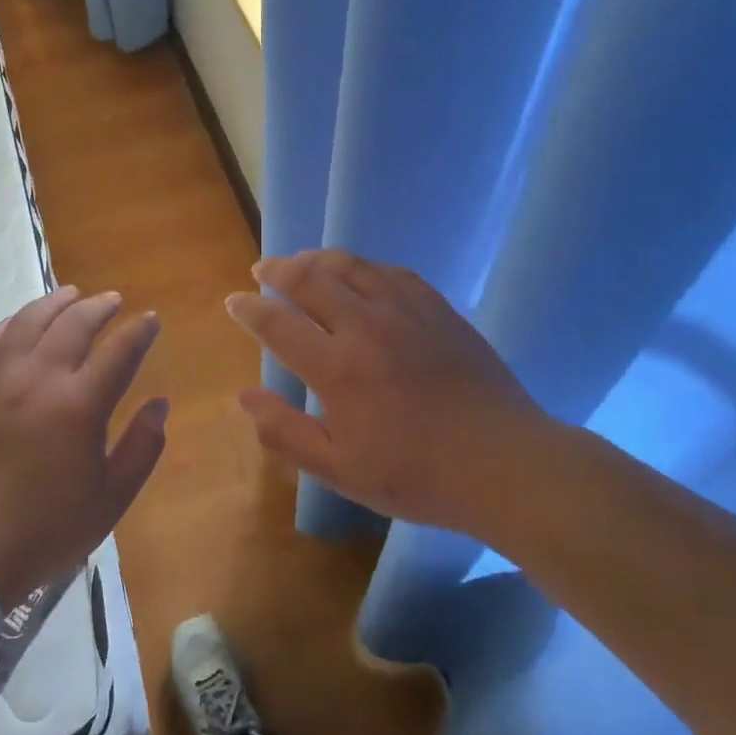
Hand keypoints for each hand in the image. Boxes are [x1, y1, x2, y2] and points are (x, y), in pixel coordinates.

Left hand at [0, 285, 166, 603]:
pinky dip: (7, 326)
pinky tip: (16, 325)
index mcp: (80, 405)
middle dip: (99, 306)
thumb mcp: (111, 499)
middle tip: (113, 301)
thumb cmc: (47, 530)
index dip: (140, 330)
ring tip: (69, 295)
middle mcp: (38, 379)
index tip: (151, 320)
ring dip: (54, 303)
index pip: (120, 351)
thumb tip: (159, 405)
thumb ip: (142, 447)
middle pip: (73, 324)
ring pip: (27, 322)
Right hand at [225, 250, 558, 534]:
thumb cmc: (416, 475)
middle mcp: (365, 326)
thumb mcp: (339, 469)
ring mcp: (405, 312)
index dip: (248, 309)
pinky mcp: (437, 309)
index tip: (234, 302)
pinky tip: (358, 272)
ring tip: (300, 261)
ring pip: (350, 266)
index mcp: (336, 368)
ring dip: (317, 259)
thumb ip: (284, 432)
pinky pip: (391, 271)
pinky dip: (363, 266)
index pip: (276, 323)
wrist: (502, 463)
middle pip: (309, 279)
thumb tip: (244, 397)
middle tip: (261, 270)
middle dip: (277, 270)